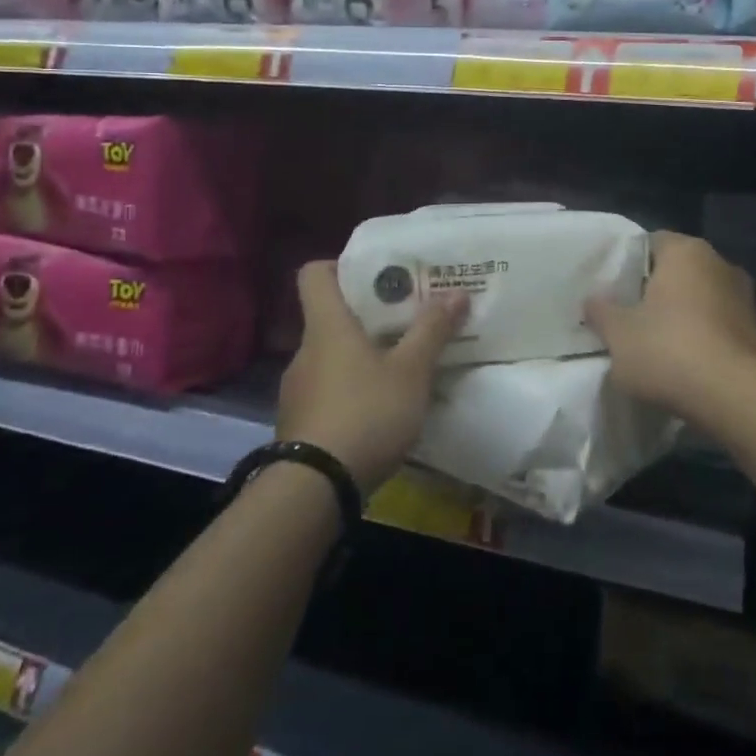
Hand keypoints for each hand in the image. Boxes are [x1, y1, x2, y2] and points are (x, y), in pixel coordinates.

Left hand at [276, 262, 466, 494]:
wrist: (314, 489)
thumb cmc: (365, 413)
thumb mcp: (411, 371)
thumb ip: (432, 330)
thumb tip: (458, 292)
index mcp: (327, 326)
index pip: (314, 274)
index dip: (341, 266)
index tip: (377, 274)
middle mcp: (306, 350)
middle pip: (330, 315)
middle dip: (368, 314)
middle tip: (408, 318)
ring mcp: (298, 389)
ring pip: (331, 356)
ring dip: (361, 356)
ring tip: (401, 366)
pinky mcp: (300, 423)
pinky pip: (328, 390)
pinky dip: (352, 390)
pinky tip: (380, 408)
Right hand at [585, 232, 755, 423]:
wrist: (737, 398)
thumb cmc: (670, 351)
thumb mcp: (618, 334)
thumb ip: (601, 311)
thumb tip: (593, 299)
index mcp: (686, 251)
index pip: (651, 242)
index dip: (629, 264)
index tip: (612, 289)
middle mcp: (719, 263)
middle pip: (677, 270)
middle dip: (655, 290)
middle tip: (628, 316)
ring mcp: (743, 297)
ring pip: (700, 298)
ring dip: (681, 315)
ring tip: (655, 344)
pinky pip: (718, 324)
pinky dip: (702, 337)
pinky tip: (684, 363)